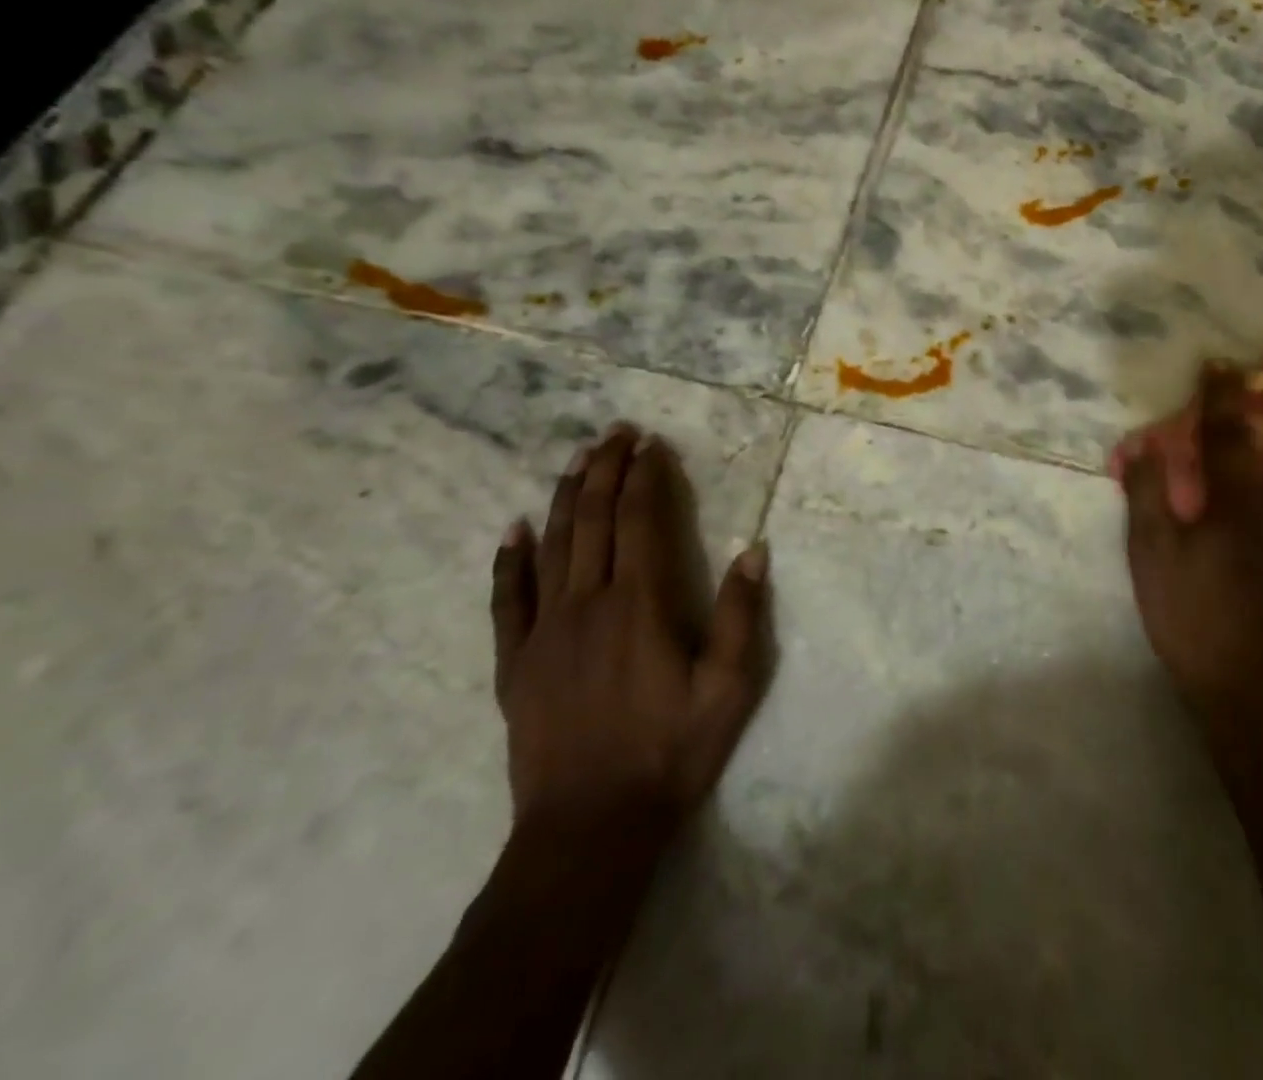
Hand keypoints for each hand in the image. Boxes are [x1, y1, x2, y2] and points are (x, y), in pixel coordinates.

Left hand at [490, 424, 774, 848]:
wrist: (589, 829)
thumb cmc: (670, 754)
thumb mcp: (728, 688)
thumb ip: (740, 615)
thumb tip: (754, 550)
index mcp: (641, 605)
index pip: (642, 521)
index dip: (646, 478)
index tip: (651, 445)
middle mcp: (589, 603)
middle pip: (594, 520)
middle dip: (606, 470)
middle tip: (615, 433)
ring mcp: (545, 631)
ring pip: (553, 546)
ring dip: (565, 496)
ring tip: (576, 459)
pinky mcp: (516, 662)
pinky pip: (507, 599)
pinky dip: (510, 560)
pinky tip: (513, 529)